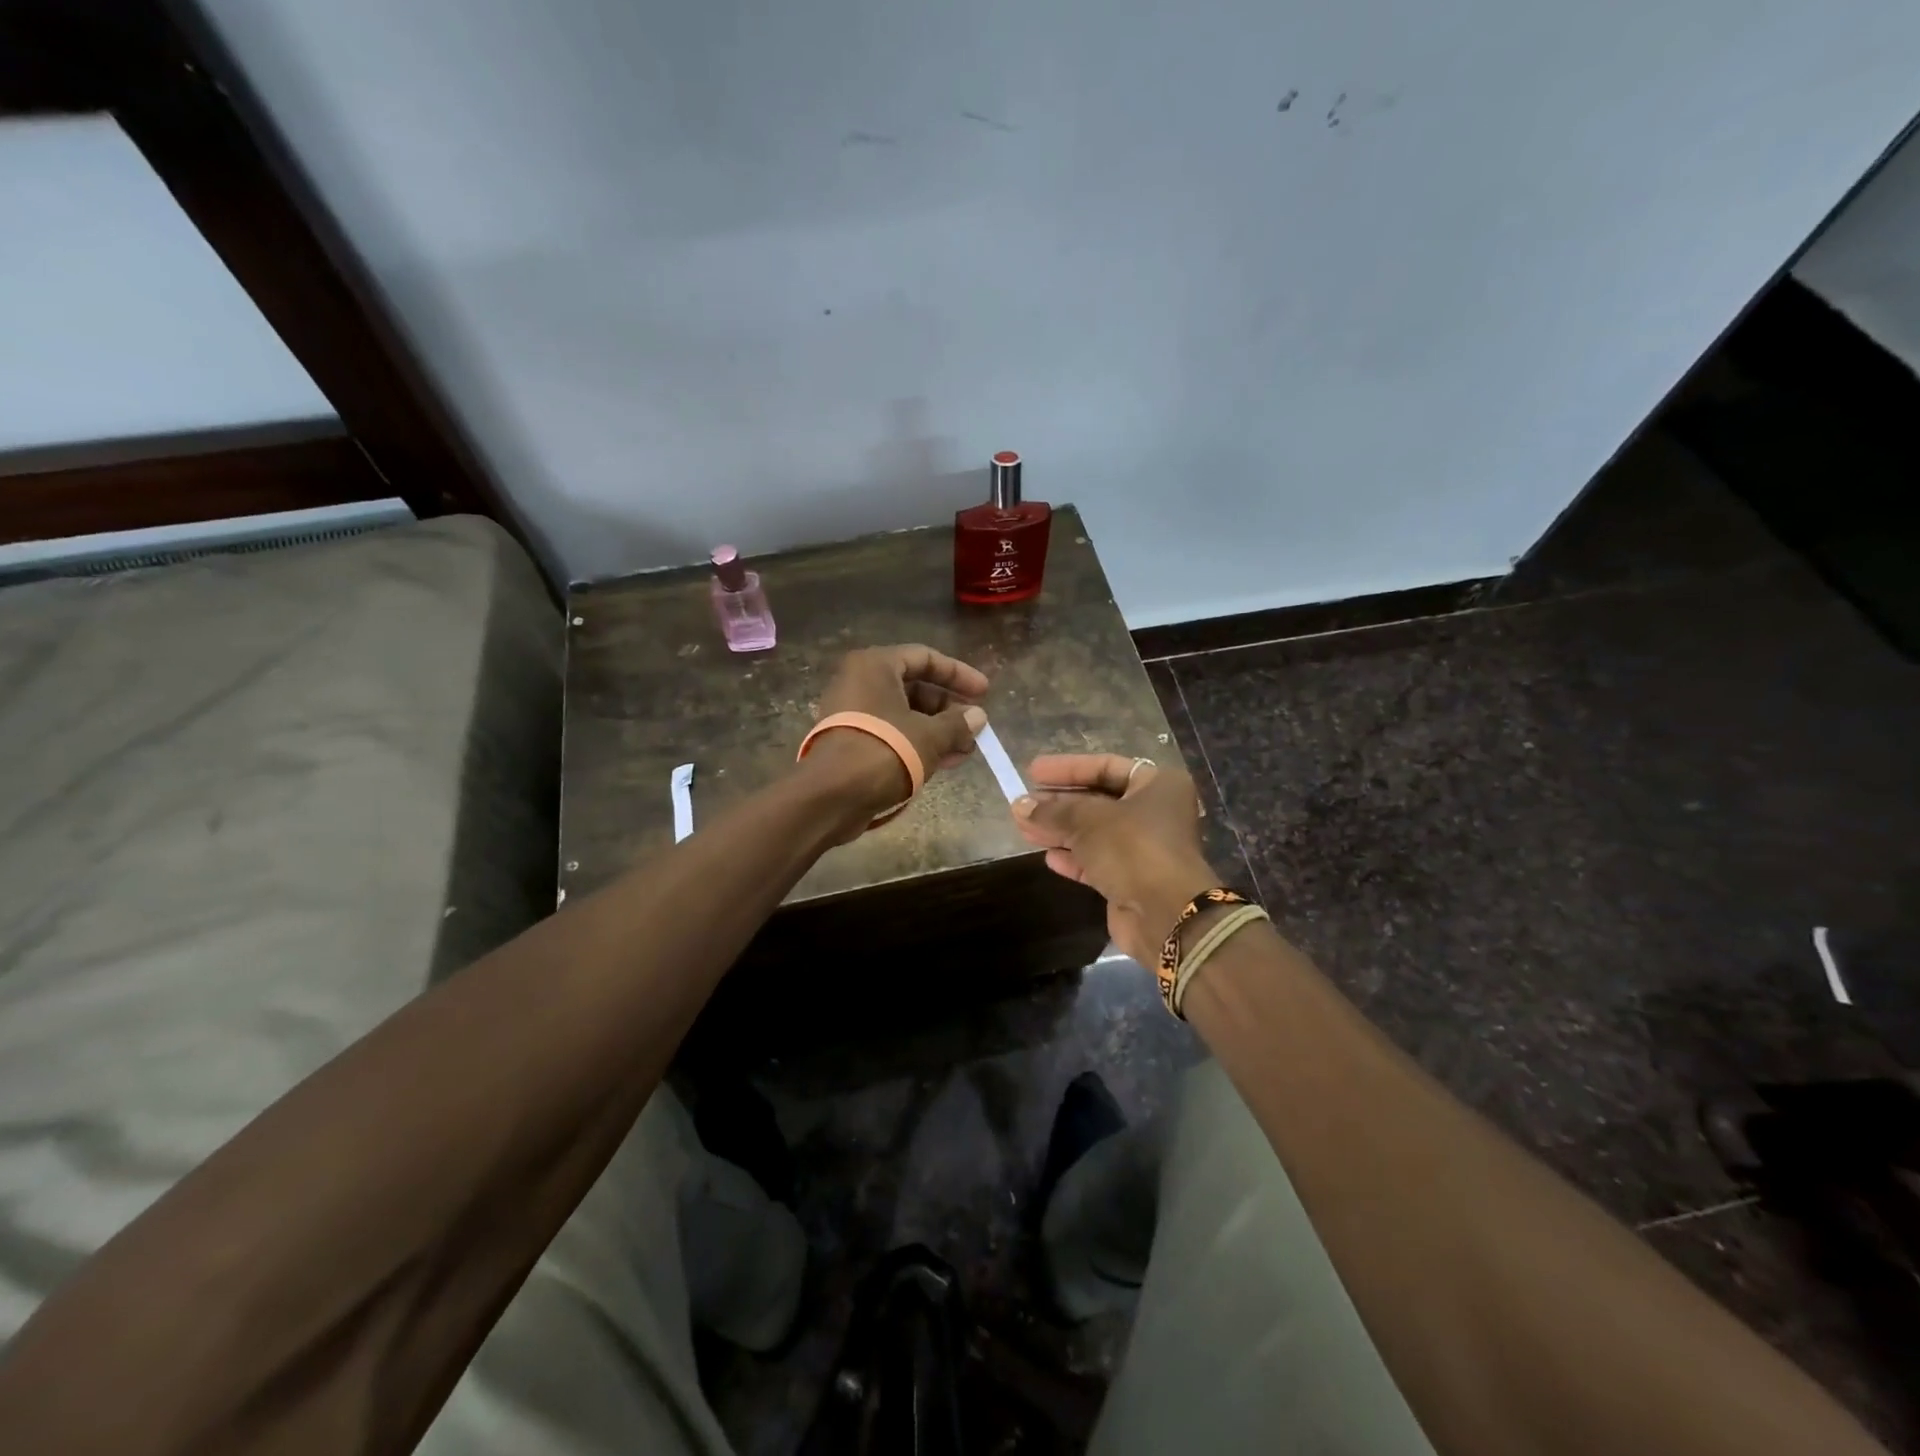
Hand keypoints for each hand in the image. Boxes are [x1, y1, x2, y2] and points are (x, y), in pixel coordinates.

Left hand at [808, 644, 989, 817]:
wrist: (830, 797)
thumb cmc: (883, 752)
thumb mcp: (928, 736)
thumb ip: (957, 723)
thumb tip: (978, 716)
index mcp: (875, 666)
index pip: (925, 657)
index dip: (958, 674)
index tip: (984, 692)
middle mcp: (860, 681)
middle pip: (915, 686)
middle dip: (949, 709)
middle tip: (976, 727)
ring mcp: (853, 712)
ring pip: (905, 713)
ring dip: (937, 730)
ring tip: (966, 750)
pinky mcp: (852, 740)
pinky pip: (892, 733)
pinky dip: (917, 743)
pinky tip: (944, 762)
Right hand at [1012, 755, 1216, 964]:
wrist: (1166, 914)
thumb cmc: (1132, 848)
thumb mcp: (1087, 821)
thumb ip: (1052, 811)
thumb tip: (1020, 804)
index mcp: (1157, 786)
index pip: (1105, 767)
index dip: (1068, 768)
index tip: (1033, 771)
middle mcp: (1155, 813)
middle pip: (1099, 800)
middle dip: (1059, 802)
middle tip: (1024, 802)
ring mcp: (1145, 849)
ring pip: (1095, 833)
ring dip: (1060, 830)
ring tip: (1023, 827)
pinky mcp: (1133, 880)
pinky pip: (1098, 861)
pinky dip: (1073, 857)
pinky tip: (1048, 856)